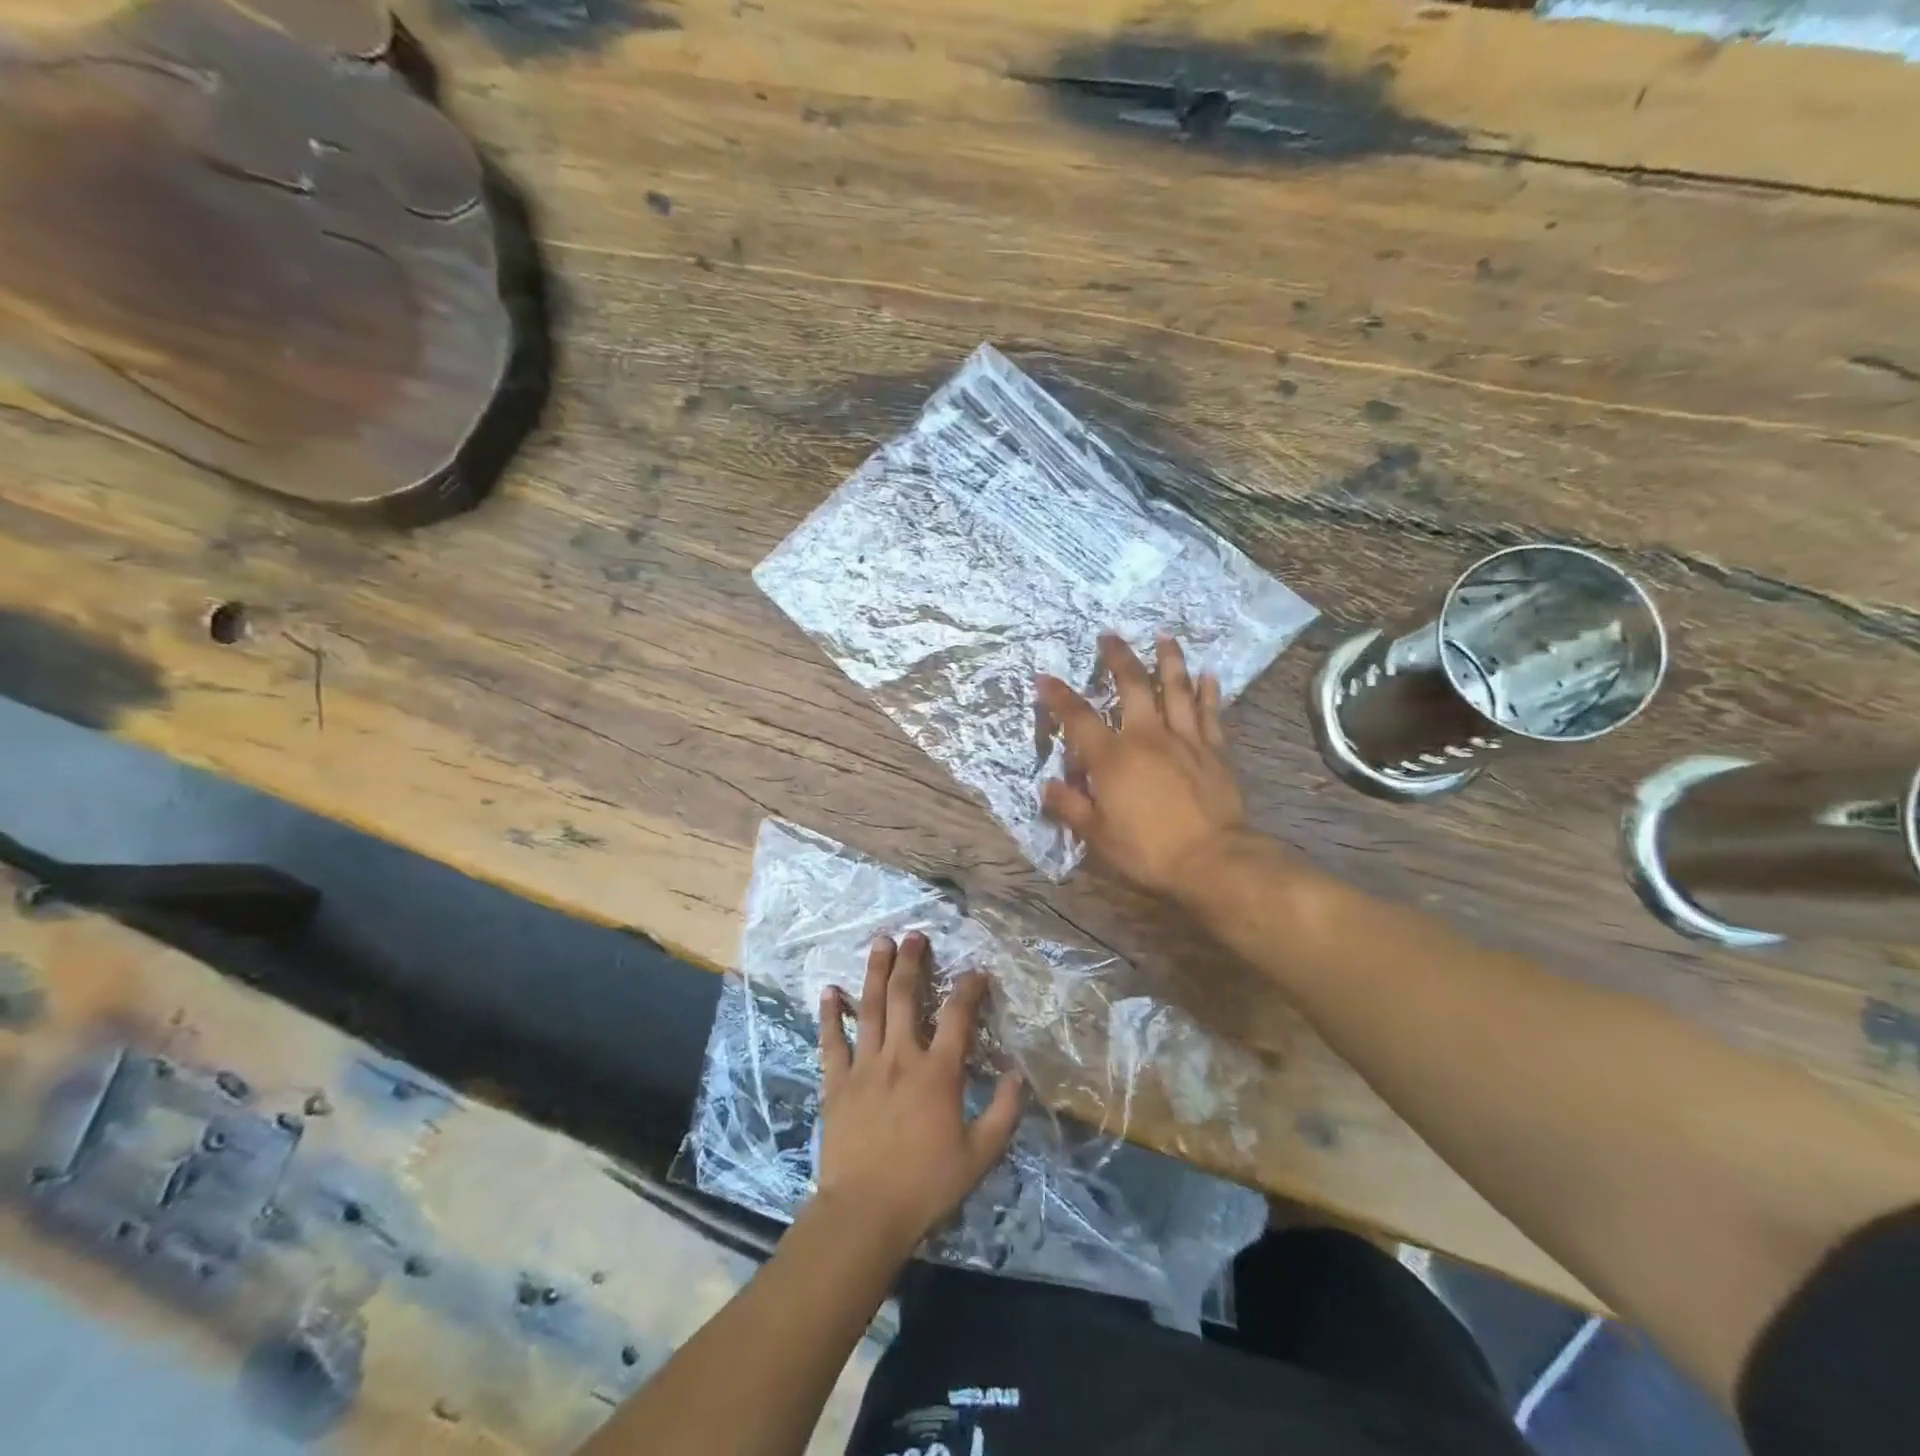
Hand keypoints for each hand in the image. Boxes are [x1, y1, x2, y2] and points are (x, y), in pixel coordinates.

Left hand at [813, 933, 1023, 1256]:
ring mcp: (865, 1067)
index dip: (970, 988)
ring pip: (870, 1009)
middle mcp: (901, 1057)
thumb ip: (1003, 1114)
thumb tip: (1017, 1075)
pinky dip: (830, 1015)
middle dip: (912, 963)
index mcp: (938, 1073)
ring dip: (876, 973)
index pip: (958, 1016)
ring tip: (880, 943)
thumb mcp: (979, 1156)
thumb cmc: (926, 1186)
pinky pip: (832, 1042)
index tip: (977, 971)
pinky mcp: (836, 1083)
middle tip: (915, 935)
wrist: (864, 1214)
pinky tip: (829, 991)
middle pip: (907, 998)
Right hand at [1037, 633, 1248, 900]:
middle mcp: (1147, 737)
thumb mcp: (1097, 835)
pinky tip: (1208, 673)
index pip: (1079, 719)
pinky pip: (1211, 713)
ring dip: (1169, 660)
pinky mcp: (1214, 751)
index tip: (1045, 677)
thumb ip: (1070, 806)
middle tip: (1110, 635)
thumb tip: (1047, 785)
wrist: (1212, 859)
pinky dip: (1209, 691)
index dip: (1059, 696)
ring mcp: (1184, 740)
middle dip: (1118, 658)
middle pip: (1133, 686)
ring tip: (1165, 636)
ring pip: (1176, 689)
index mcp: (1113, 757)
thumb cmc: (1148, 849)